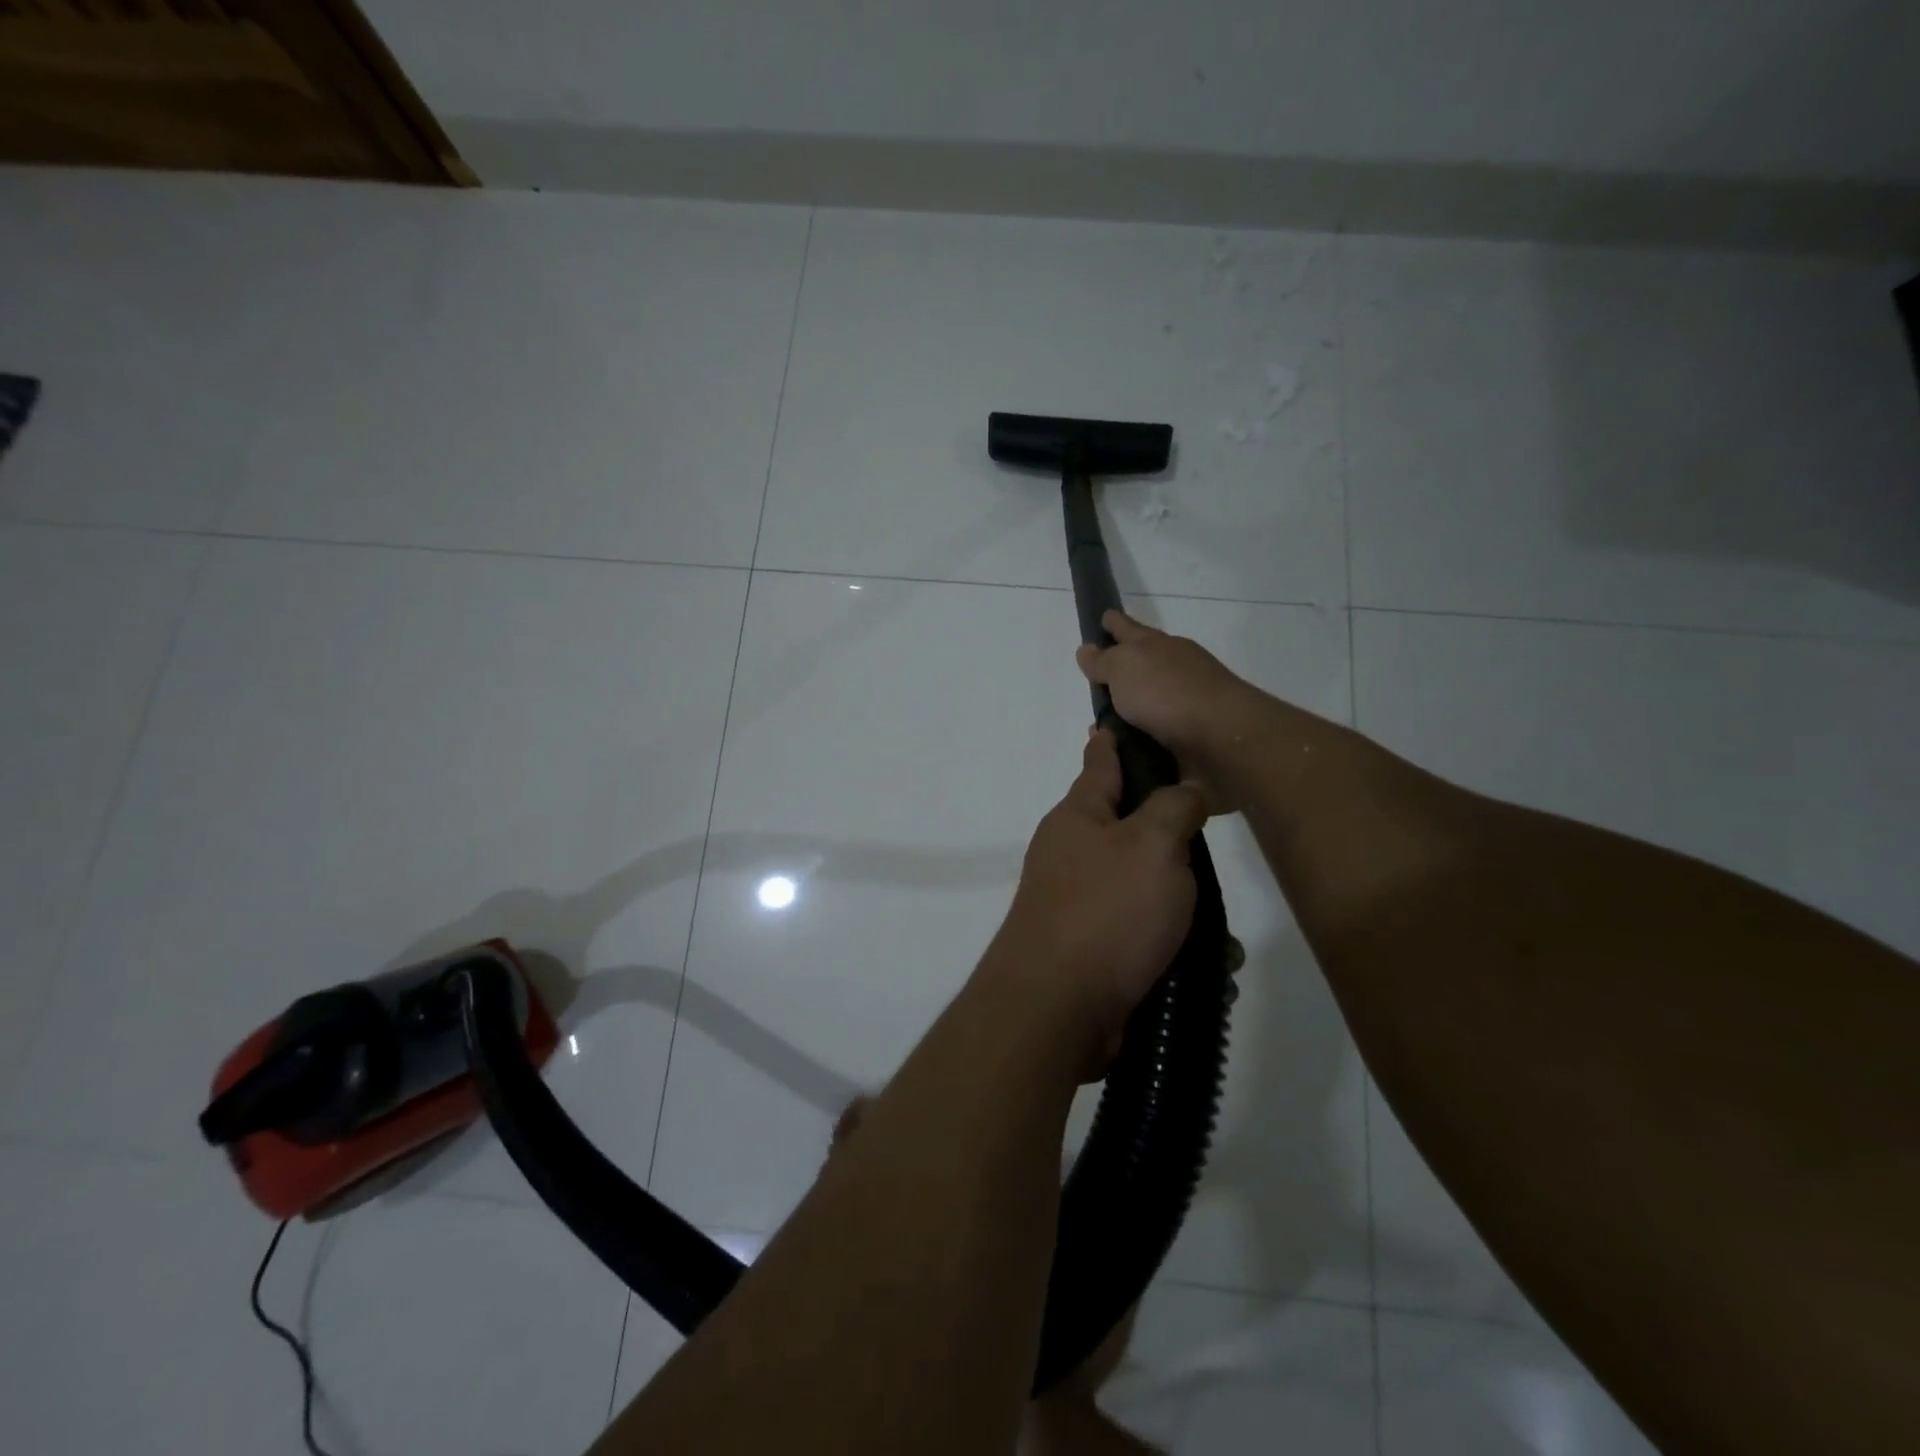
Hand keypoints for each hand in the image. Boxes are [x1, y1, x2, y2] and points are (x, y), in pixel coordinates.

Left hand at [985, 728, 1206, 1065]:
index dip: (1111, 742)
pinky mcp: (1093, 950)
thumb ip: (1174, 807)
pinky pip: (1145, 936)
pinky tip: (1209, 969)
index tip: (1112, 721)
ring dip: (1184, 907)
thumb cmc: (1106, 911)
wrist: (1059, 1008)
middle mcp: (1073, 855)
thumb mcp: (1152, 844)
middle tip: (1210, 843)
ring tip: (1221, 934)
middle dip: (1172, 841)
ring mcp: (1079, 904)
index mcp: (1078, 818)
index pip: (1099, 763)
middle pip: (1130, 829)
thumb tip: (1185, 789)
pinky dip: (1176, 948)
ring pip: (1146, 889)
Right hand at [1075, 611, 1264, 807]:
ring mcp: (1185, 705)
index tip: (1103, 617)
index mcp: (1158, 647)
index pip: (1129, 628)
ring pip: (1147, 704)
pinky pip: (1154, 737)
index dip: (1113, 623)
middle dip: (1120, 670)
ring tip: (1100, 729)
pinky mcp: (1190, 739)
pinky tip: (1121, 753)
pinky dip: (1137, 741)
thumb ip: (1104, 661)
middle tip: (1095, 682)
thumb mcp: (1124, 667)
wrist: (1221, 740)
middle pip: (1141, 666)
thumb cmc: (1167, 693)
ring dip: (1127, 713)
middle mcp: (1174, 671)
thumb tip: (1087, 649)